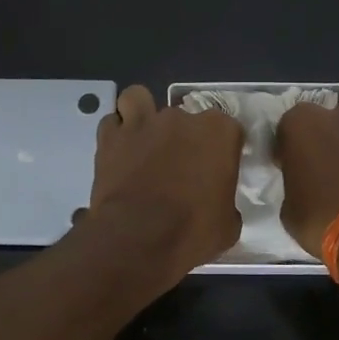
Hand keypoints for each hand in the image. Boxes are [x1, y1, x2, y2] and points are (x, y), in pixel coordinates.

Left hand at [85, 85, 244, 284]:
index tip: (216, 171)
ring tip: (144, 140)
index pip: (228, 129)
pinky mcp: (111, 137)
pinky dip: (116, 134)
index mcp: (219, 133)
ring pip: (139, 99)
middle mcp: (181, 118)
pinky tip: (120, 152)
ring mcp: (143, 122)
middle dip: (182, 137)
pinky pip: (112, 122)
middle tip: (178, 168)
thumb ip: (225, 201)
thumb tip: (217, 203)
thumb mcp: (228, 224)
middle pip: (185, 117)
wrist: (137, 240)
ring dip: (142, 115)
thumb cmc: (192, 232)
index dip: (221, 149)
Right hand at [274, 88, 338, 254]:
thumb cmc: (322, 222)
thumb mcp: (290, 209)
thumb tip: (305, 183)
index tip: (294, 166)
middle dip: (335, 132)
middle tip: (334, 162)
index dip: (292, 145)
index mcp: (304, 125)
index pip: (290, 123)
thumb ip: (297, 183)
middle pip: (336, 112)